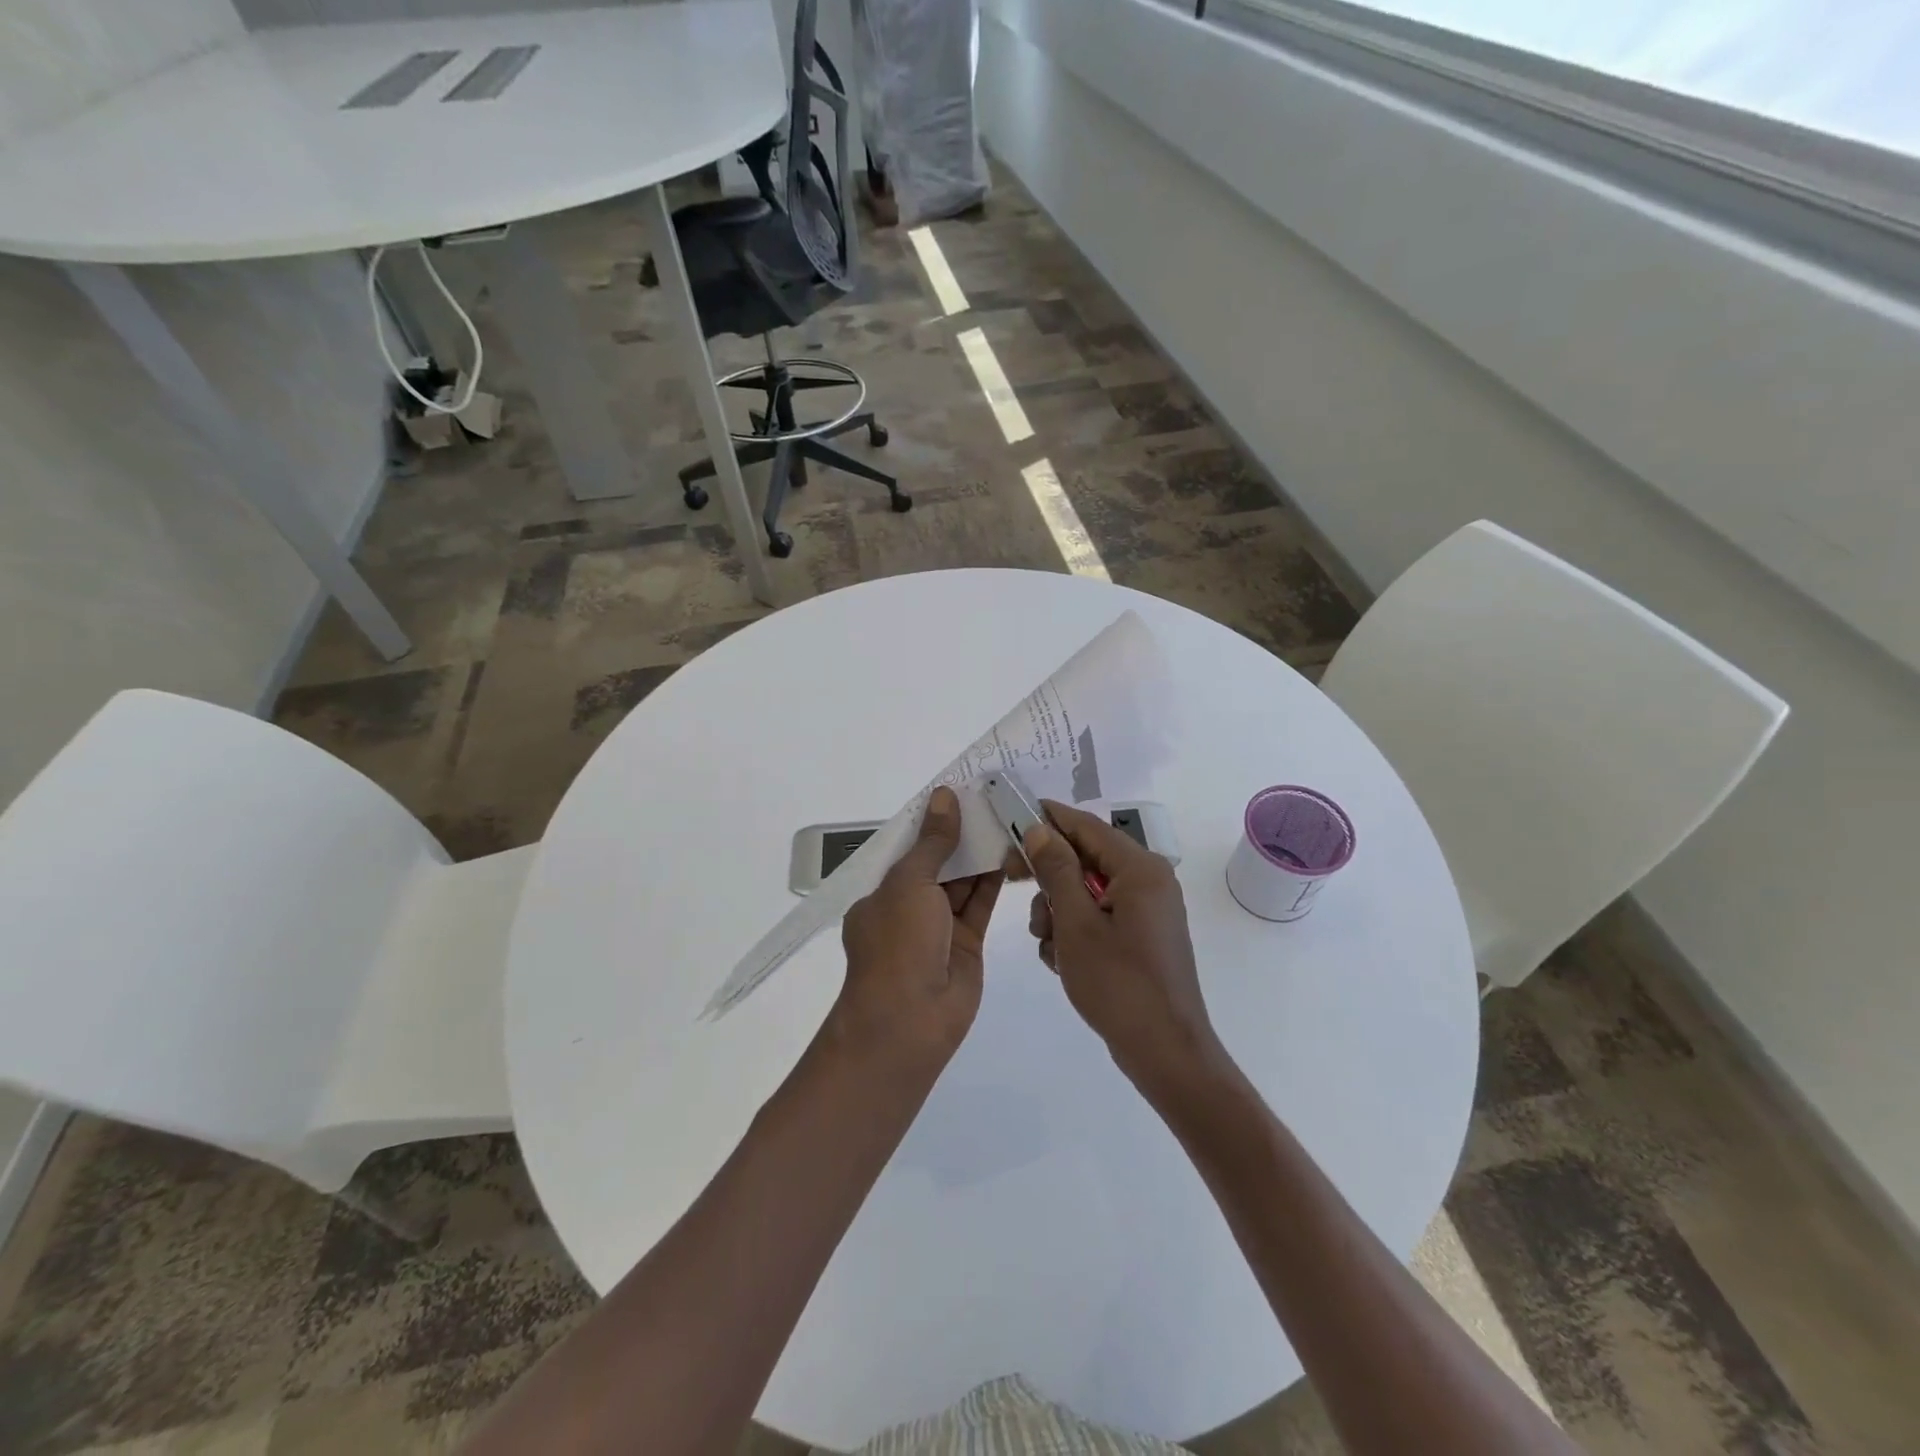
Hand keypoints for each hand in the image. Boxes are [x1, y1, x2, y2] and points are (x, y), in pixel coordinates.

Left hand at [835, 786, 1002, 1069]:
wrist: (910, 1020)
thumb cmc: (898, 943)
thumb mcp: (910, 883)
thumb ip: (933, 842)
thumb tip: (944, 796)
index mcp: (882, 891)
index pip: (908, 848)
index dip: (932, 821)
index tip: (959, 791)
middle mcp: (908, 906)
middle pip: (938, 862)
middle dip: (961, 834)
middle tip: (992, 799)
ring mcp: (938, 926)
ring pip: (963, 881)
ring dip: (981, 854)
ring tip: (1008, 817)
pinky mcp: (967, 943)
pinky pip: (981, 904)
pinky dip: (995, 880)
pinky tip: (1013, 851)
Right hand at [1020, 801, 1224, 1095]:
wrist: (1166, 1053)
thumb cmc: (1119, 984)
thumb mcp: (1077, 924)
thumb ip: (1057, 871)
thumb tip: (1041, 829)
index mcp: (1141, 869)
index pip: (1087, 826)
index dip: (1048, 818)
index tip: (1012, 817)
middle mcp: (1149, 881)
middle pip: (1086, 858)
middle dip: (1050, 876)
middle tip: (1013, 882)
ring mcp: (1146, 911)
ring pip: (1087, 890)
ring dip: (1059, 909)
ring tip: (1048, 943)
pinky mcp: (1141, 936)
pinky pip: (1099, 916)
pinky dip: (1075, 931)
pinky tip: (1062, 960)